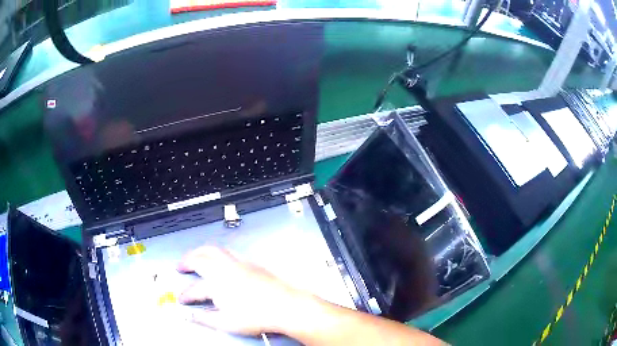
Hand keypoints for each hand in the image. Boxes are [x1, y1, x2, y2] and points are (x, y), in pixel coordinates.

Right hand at [177, 246, 307, 334]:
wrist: (286, 306)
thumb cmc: (258, 316)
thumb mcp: (227, 323)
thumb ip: (205, 318)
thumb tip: (191, 316)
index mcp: (217, 284)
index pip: (194, 289)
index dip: (185, 295)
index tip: (182, 299)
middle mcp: (226, 269)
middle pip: (200, 258)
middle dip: (187, 260)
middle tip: (181, 266)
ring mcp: (239, 264)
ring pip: (214, 250)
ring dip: (201, 251)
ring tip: (196, 256)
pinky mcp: (251, 264)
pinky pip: (229, 252)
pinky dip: (218, 253)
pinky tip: (220, 259)